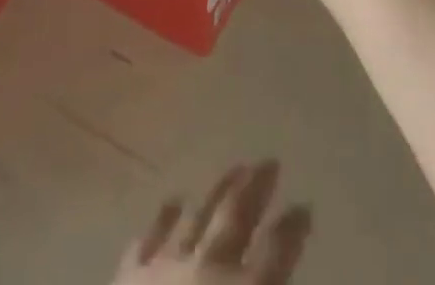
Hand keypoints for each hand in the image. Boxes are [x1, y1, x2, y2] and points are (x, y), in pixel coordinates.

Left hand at [114, 161, 311, 283]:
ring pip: (198, 215)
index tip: (304, 206)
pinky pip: (150, 239)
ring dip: (217, 191)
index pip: (278, 250)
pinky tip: (172, 202)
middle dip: (256, 188)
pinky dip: (163, 220)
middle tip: (269, 162)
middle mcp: (210, 266)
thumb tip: (280, 279)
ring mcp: (166, 266)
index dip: (293, 228)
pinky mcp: (130, 277)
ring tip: (233, 168)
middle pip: (237, 217)